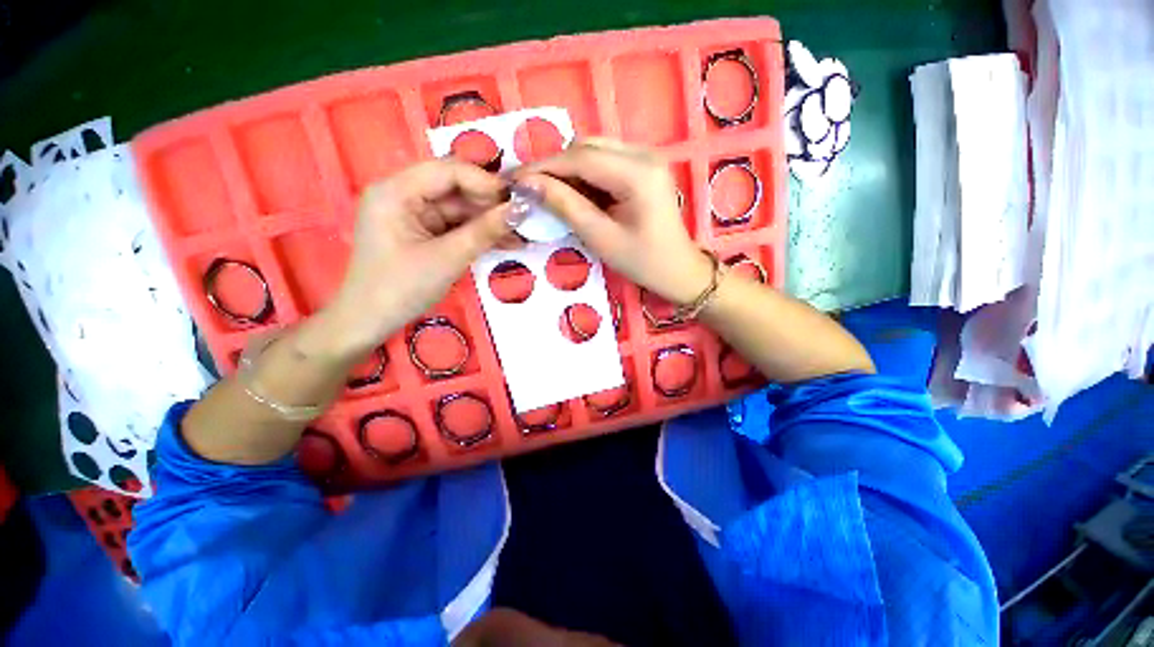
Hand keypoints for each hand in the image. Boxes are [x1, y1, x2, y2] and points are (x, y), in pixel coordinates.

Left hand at [322, 160, 516, 357]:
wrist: (370, 323)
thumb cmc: (401, 288)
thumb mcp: (448, 258)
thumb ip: (485, 231)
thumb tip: (522, 209)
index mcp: (396, 191)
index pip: (448, 171)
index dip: (486, 182)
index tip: (518, 200)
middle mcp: (402, 195)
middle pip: (454, 189)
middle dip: (490, 204)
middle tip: (524, 219)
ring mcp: (412, 215)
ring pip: (459, 209)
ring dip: (488, 222)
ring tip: (520, 235)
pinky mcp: (421, 232)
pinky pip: (455, 226)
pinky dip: (478, 234)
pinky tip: (504, 242)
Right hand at [515, 138, 711, 304]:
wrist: (678, 270)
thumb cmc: (642, 261)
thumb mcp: (600, 237)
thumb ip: (565, 206)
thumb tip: (528, 184)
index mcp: (638, 173)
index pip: (580, 158)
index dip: (544, 167)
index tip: (515, 179)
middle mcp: (644, 154)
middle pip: (587, 147)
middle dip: (555, 167)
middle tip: (530, 188)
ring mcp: (646, 158)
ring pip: (595, 151)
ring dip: (569, 170)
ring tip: (549, 193)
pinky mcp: (644, 167)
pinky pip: (606, 161)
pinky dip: (585, 175)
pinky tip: (574, 194)